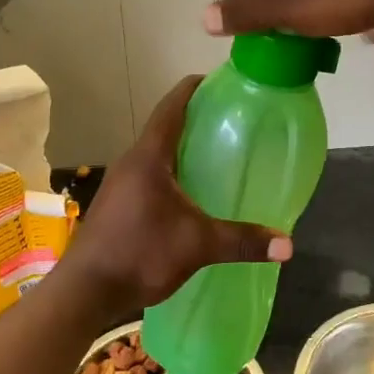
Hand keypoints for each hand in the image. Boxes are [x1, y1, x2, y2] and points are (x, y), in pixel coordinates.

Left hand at [65, 77, 290, 313]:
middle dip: (197, 118)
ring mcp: (121, 182)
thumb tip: (288, 246)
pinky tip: (192, 192)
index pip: (172, 106)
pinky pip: (150, 173)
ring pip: (157, 152)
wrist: (85, 292)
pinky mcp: (118, 202)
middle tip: (232, 119)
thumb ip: (242, 241)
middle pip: (166, 126)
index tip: (221, 81)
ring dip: (183, 147)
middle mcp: (132, 161)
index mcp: (149, 156)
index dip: (195, 88)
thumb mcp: (197, 245)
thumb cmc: (140, 254)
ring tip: (218, 152)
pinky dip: (173, 171)